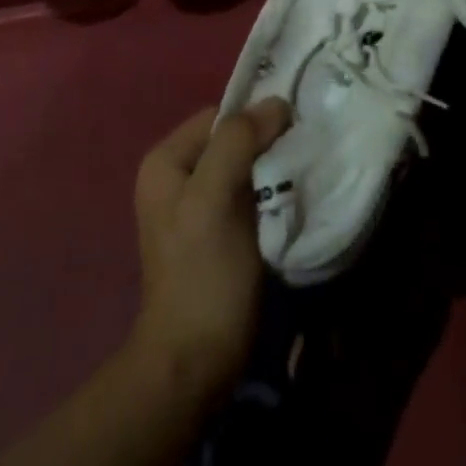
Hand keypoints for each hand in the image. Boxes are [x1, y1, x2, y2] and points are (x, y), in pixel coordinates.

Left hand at [128, 99, 291, 407]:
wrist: (195, 363)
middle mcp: (175, 177)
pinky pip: (246, 196)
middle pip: (230, 140)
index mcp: (166, 160)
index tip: (292, 129)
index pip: (219, 115)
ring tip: (299, 175)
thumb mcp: (216, 196)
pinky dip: (268, 195)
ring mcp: (195, 207)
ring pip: (242, 168)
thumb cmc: (202, 272)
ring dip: (270, 170)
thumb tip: (276, 102)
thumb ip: (239, 141)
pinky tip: (288, 202)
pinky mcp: (215, 234)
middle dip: (265, 144)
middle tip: (300, 152)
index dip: (255, 118)